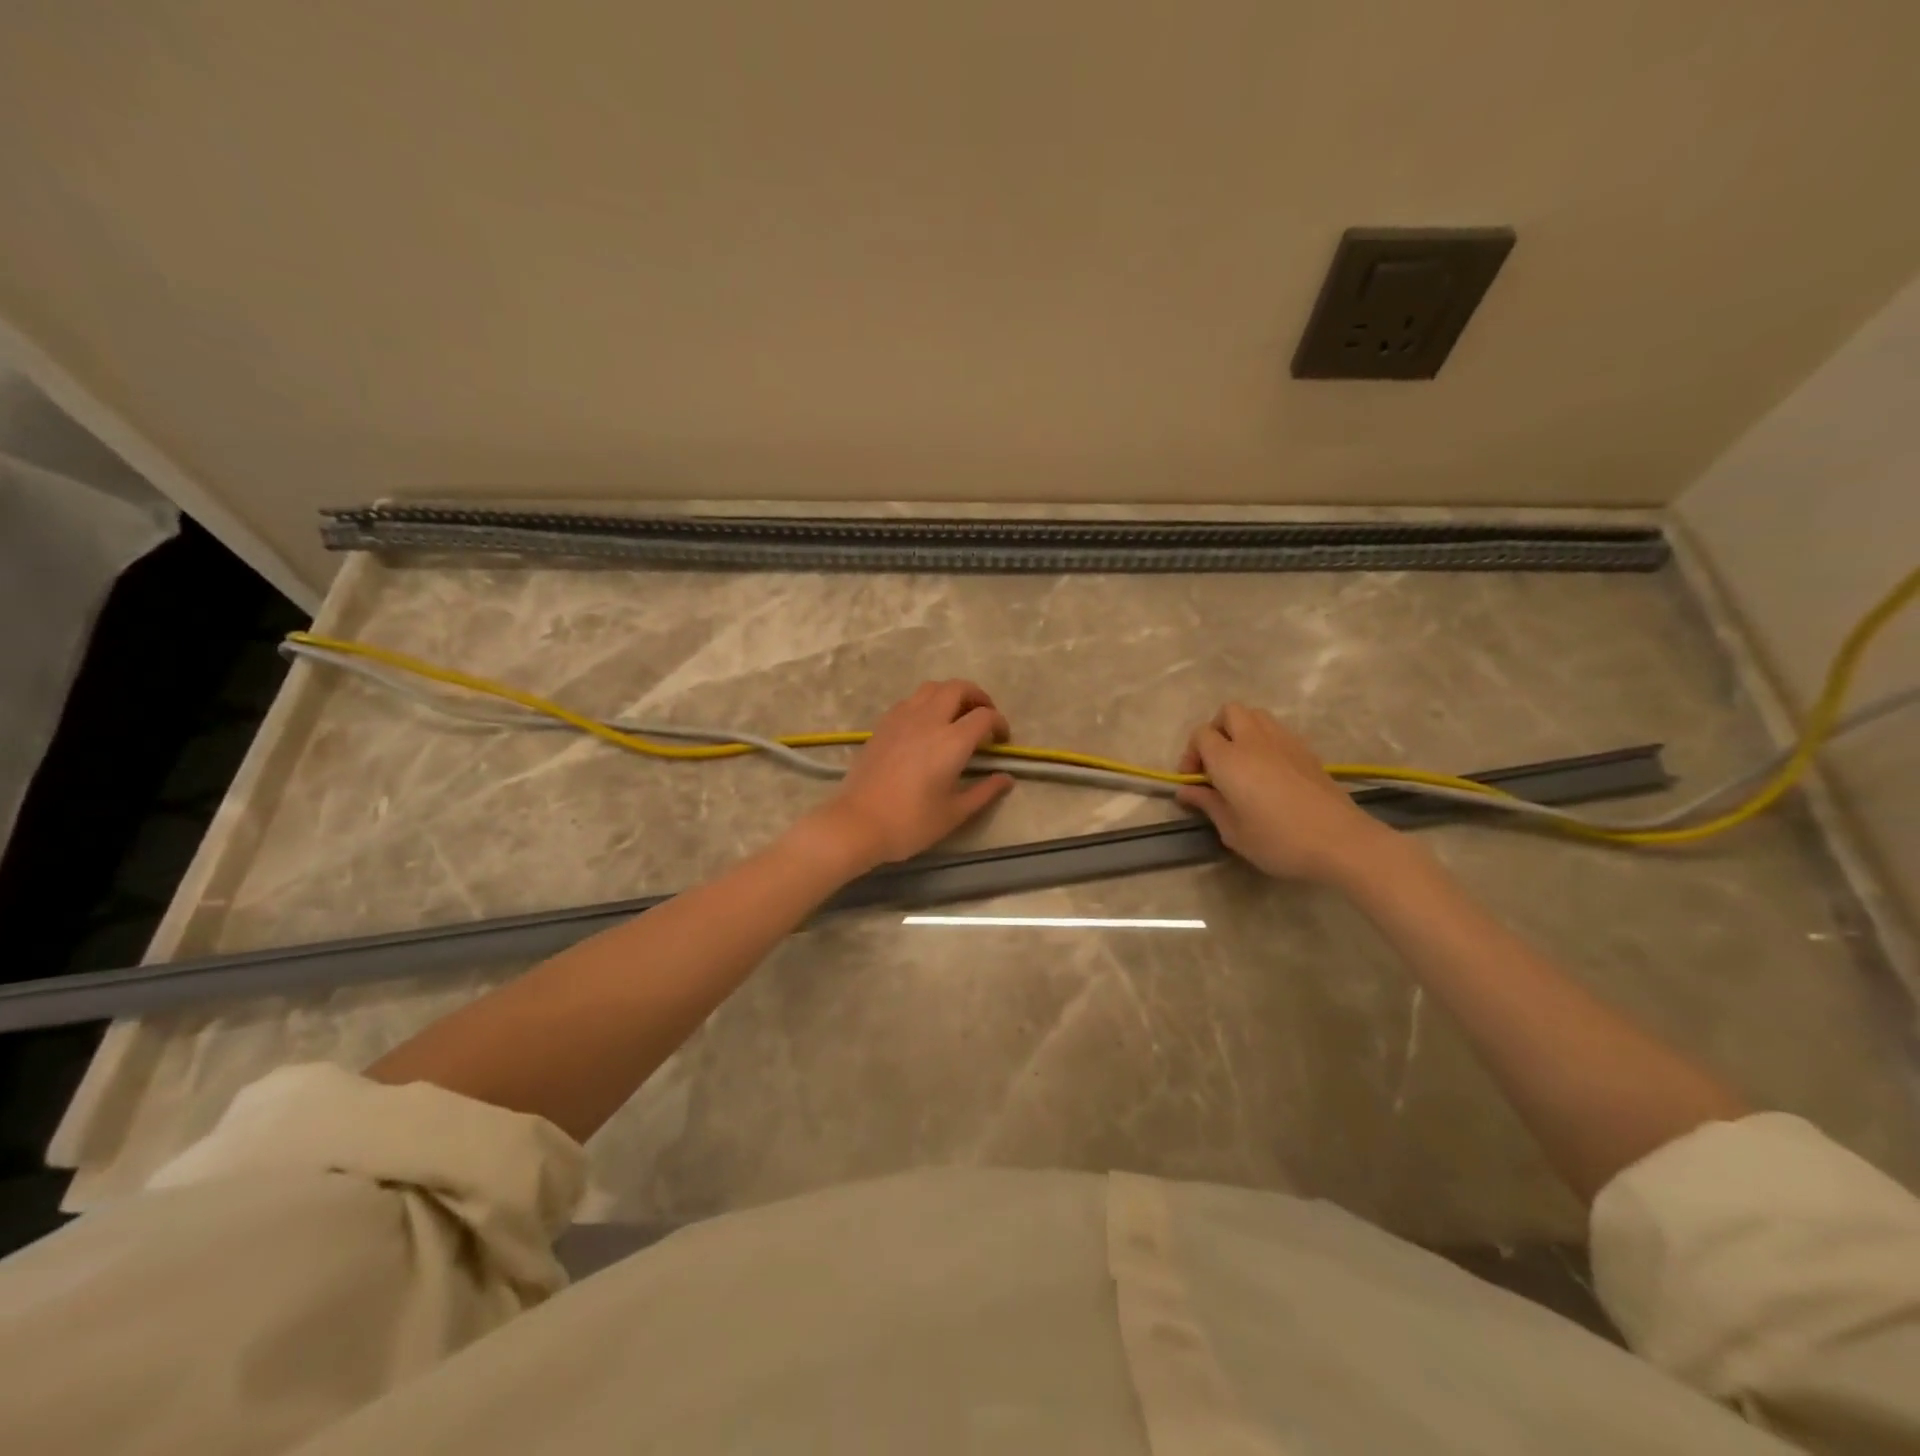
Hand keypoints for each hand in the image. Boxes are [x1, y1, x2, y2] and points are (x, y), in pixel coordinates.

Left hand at [802, 680, 1014, 869]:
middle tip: (984, 717)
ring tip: (957, 715)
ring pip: (932, 688)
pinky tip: (926, 725)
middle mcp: (929, 720)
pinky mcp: (883, 724)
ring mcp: (902, 718)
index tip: (1002, 740)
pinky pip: (911, 700)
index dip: (1000, 723)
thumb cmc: (910, 823)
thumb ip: (985, 792)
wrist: (857, 823)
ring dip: (951, 694)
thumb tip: (1006, 778)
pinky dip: (927, 703)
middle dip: (978, 697)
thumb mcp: (954, 813)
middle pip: (958, 688)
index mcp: (952, 741)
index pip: (984, 716)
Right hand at [1175, 704, 1394, 886]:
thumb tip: (1186, 791)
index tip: (1195, 782)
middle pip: (1229, 712)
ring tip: (1242, 764)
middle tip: (1216, 764)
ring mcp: (1284, 741)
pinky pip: (1278, 731)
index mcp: (1229, 758)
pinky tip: (1269, 772)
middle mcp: (1254, 740)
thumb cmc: (1278, 840)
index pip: (1201, 734)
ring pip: (1256, 715)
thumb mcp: (1233, 831)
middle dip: (1216, 731)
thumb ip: (1208, 804)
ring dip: (1242, 731)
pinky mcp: (1307, 750)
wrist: (1341, 841)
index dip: (1191, 755)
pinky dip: (1265, 741)